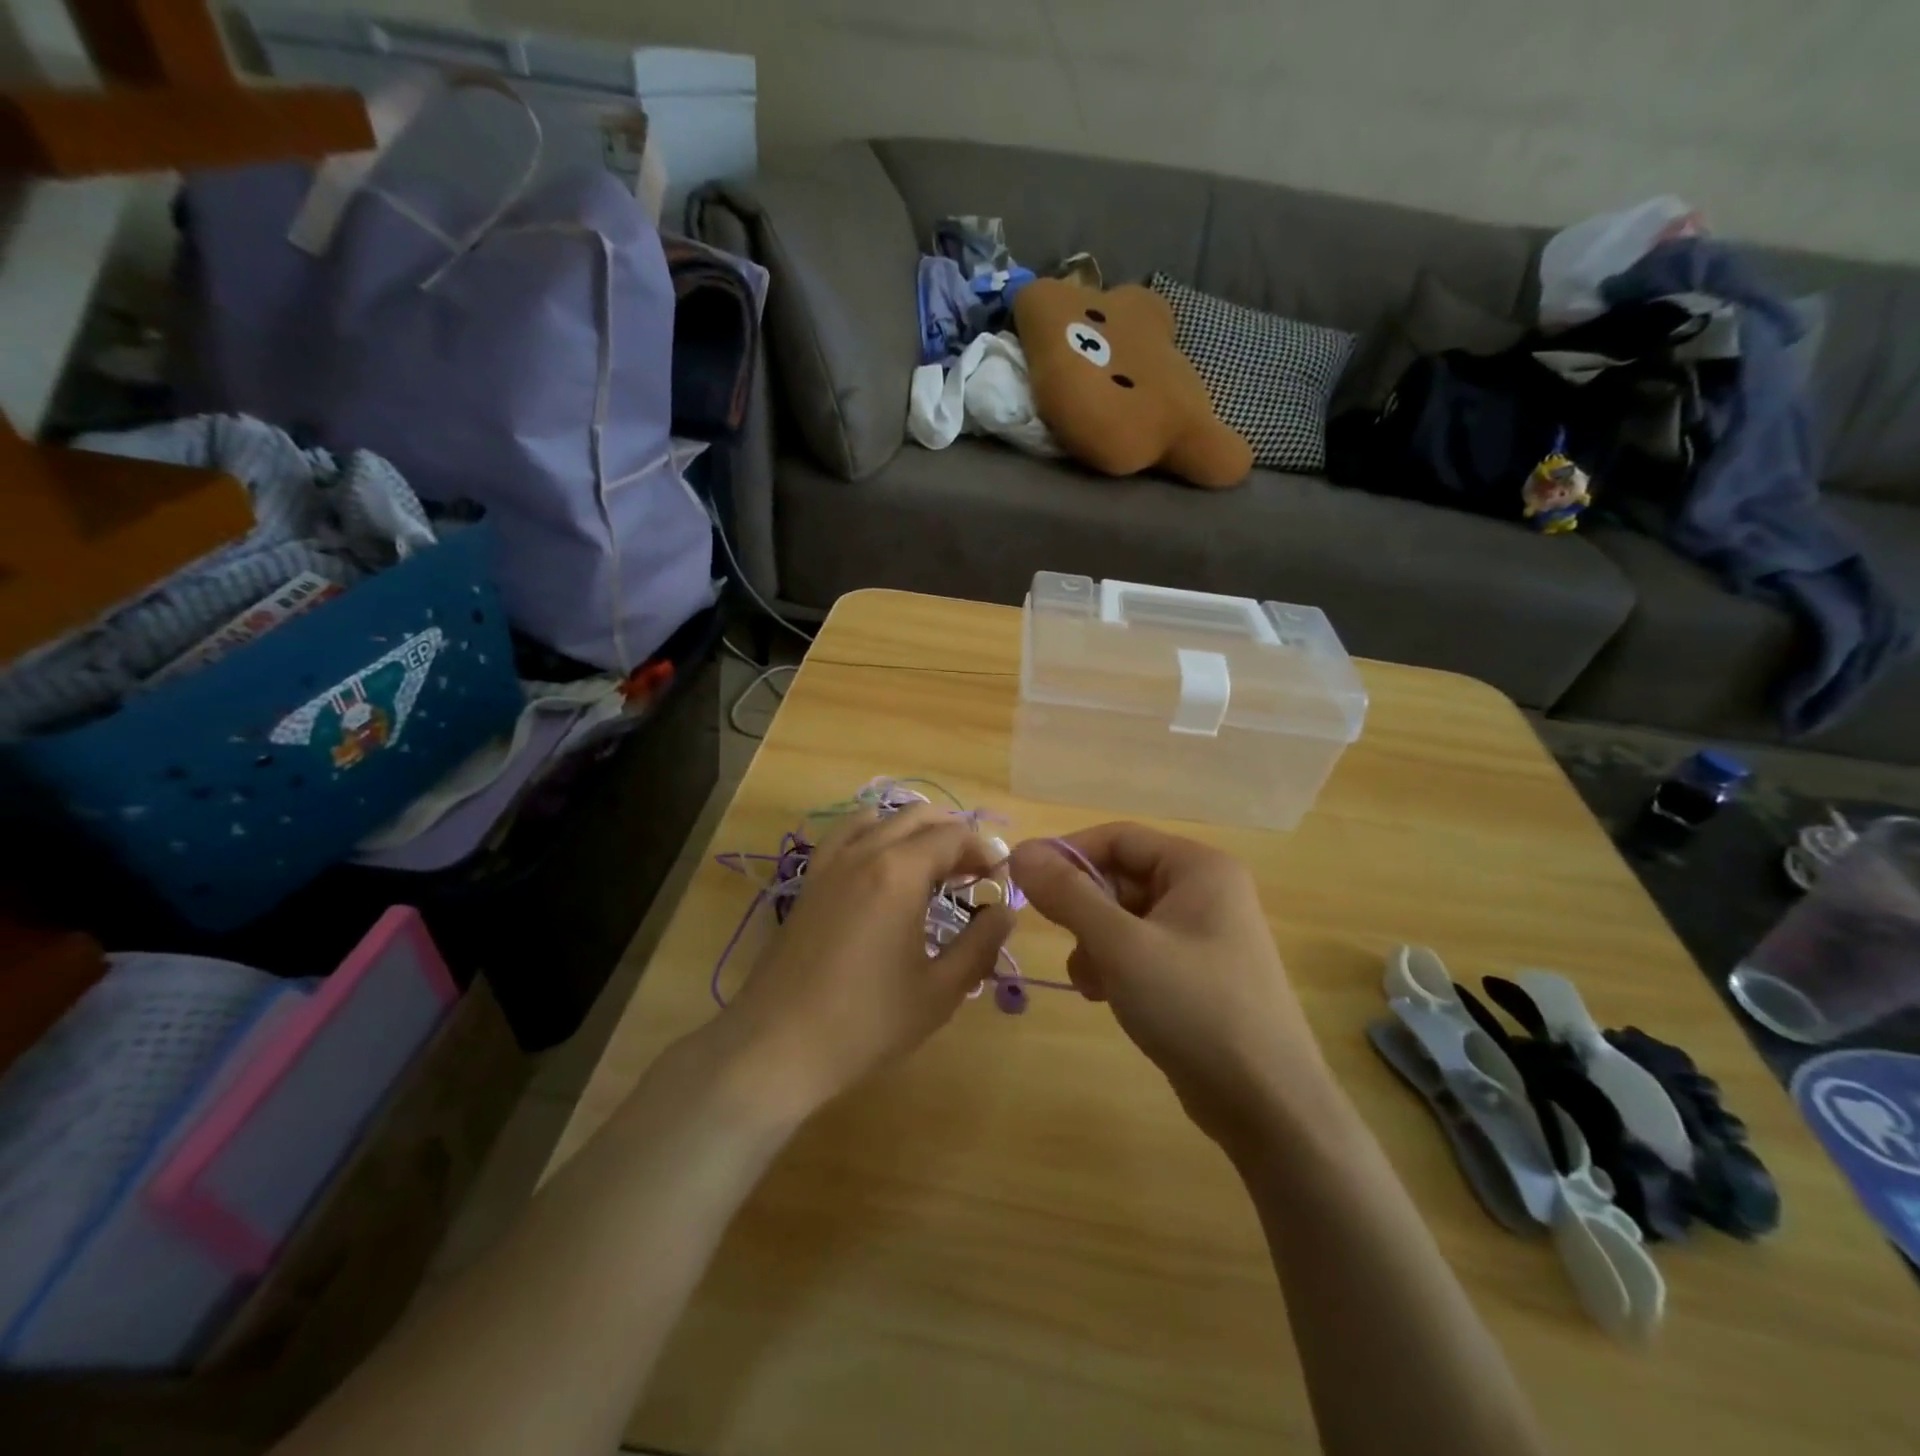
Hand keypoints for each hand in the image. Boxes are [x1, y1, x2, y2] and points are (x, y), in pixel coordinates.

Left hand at [718, 803, 1013, 1115]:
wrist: (778, 1046)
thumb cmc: (866, 1022)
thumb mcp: (940, 991)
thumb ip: (980, 944)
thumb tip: (1005, 910)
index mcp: (900, 872)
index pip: (954, 836)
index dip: (985, 852)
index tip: (1000, 881)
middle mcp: (865, 852)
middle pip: (919, 816)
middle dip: (954, 834)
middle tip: (975, 872)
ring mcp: (831, 862)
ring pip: (881, 817)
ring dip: (915, 829)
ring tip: (934, 864)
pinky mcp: (810, 880)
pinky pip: (846, 834)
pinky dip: (874, 832)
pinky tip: (882, 862)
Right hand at [1009, 824, 1326, 1148]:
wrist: (1266, 1105)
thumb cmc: (1194, 1007)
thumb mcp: (1121, 946)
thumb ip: (1068, 895)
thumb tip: (1020, 851)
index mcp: (1198, 867)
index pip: (1117, 837)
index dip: (1068, 855)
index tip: (1026, 884)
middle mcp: (1204, 890)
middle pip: (1120, 877)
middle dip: (1084, 910)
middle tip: (1061, 942)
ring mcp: (1202, 934)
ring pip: (1124, 917)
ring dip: (1094, 943)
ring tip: (1091, 982)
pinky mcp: (1196, 972)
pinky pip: (1139, 949)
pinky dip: (1114, 966)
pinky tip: (1106, 997)